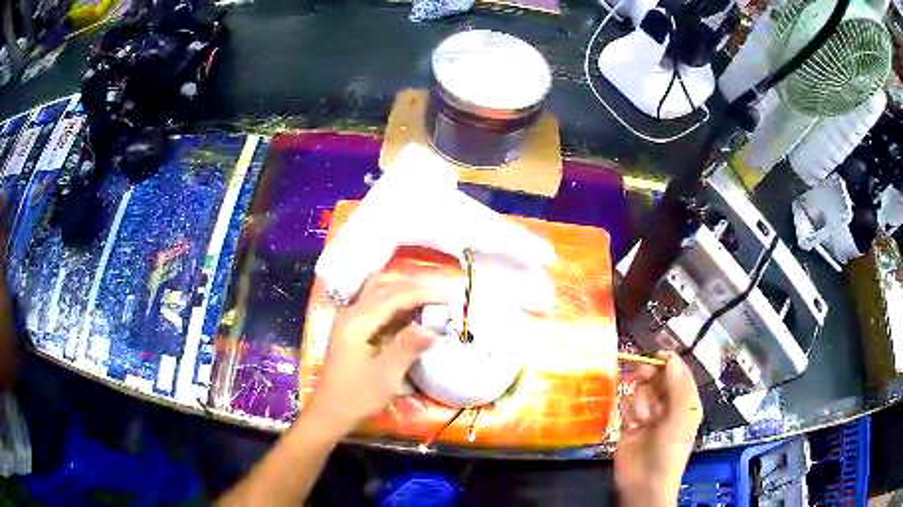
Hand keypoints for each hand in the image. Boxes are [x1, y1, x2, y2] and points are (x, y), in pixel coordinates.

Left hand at [304, 273, 443, 435]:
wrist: (329, 412)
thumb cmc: (357, 397)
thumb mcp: (386, 376)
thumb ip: (408, 347)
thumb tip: (433, 328)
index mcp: (357, 323)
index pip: (392, 296)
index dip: (420, 294)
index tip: (445, 297)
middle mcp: (350, 313)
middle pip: (381, 285)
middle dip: (410, 284)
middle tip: (437, 292)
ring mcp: (347, 319)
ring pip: (375, 290)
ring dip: (400, 288)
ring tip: (425, 296)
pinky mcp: (349, 328)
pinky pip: (372, 302)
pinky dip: (392, 298)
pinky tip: (406, 308)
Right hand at [614, 351, 702, 506]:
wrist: (645, 482)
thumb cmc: (670, 450)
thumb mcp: (680, 417)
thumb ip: (677, 386)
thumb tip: (671, 357)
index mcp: (685, 401)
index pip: (678, 372)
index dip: (667, 362)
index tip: (654, 356)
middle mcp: (667, 404)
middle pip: (656, 378)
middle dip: (649, 377)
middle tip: (640, 376)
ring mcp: (648, 415)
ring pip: (640, 391)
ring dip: (639, 401)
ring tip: (642, 419)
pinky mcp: (629, 424)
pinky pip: (626, 405)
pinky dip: (628, 411)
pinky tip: (631, 424)